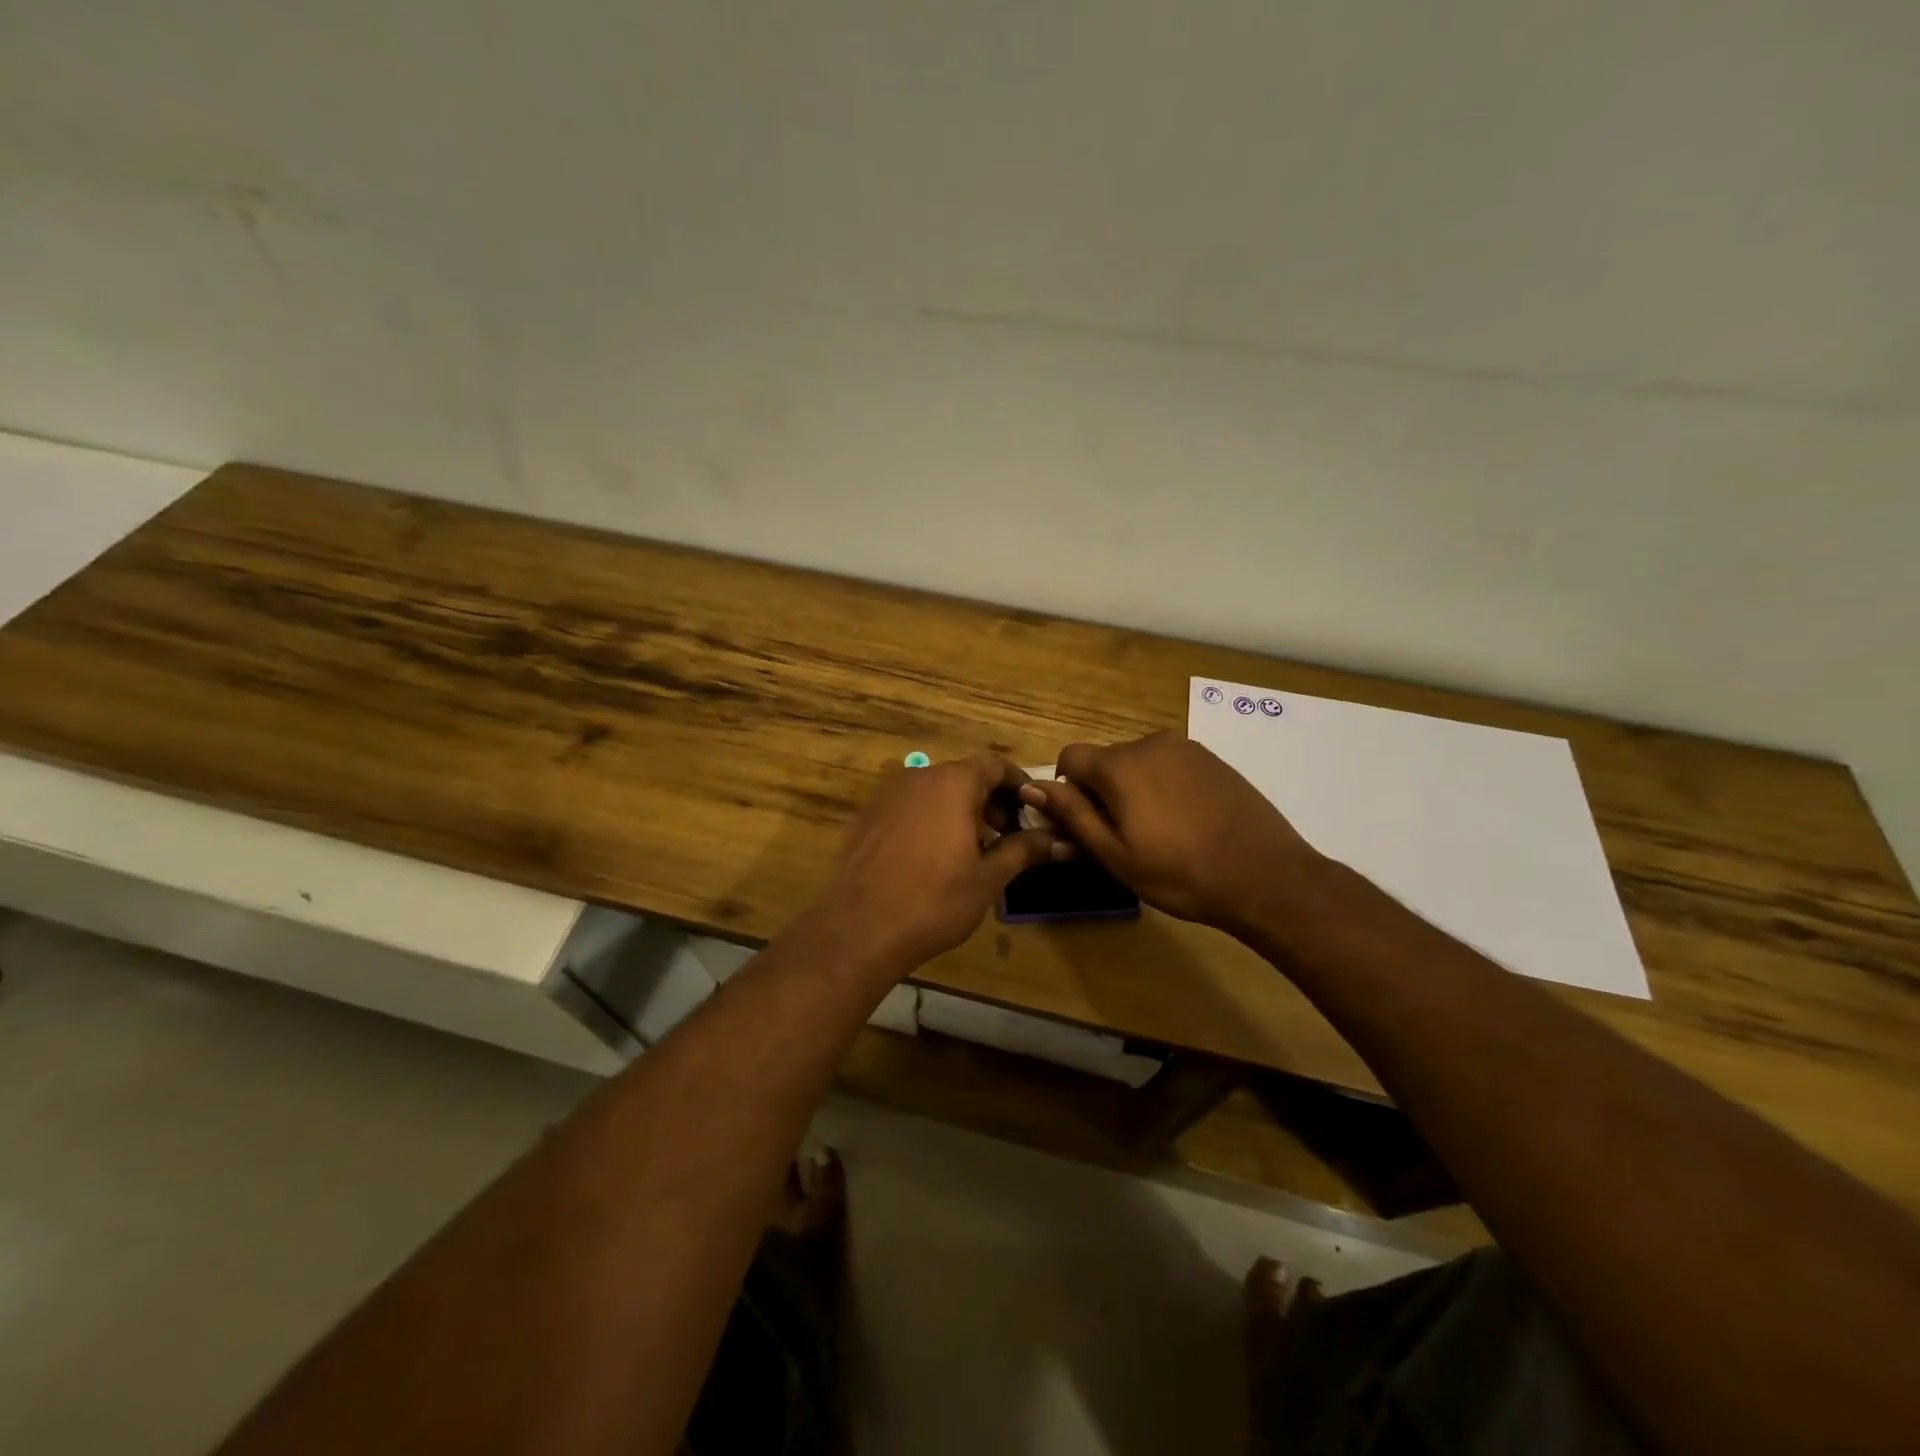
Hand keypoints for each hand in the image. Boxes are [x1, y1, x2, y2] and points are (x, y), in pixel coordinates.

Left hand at [809, 754, 1063, 975]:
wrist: (859, 928)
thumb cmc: (934, 900)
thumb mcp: (988, 877)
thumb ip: (1023, 850)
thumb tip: (1057, 841)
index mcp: (952, 783)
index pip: (994, 764)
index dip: (1017, 784)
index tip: (1032, 809)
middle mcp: (918, 777)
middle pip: (963, 776)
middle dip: (990, 800)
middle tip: (1006, 835)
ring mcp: (887, 795)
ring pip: (935, 792)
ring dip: (959, 810)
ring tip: (972, 849)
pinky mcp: (867, 816)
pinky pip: (909, 807)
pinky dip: (929, 819)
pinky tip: (933, 857)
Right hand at [1022, 732, 1322, 932]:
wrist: (1266, 875)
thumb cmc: (1181, 873)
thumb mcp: (1115, 854)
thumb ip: (1072, 815)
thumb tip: (1031, 787)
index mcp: (1120, 765)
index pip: (1070, 756)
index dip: (1066, 789)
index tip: (1085, 823)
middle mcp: (1150, 743)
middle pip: (1105, 760)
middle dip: (1102, 791)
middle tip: (1123, 837)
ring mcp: (1186, 748)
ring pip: (1138, 763)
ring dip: (1134, 789)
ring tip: (1159, 832)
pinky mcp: (1212, 759)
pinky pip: (1169, 765)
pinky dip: (1164, 787)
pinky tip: (1187, 822)